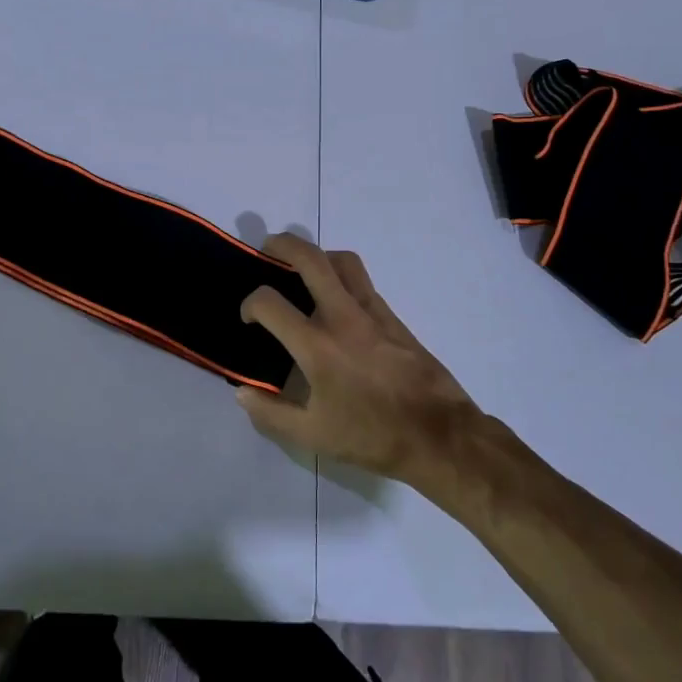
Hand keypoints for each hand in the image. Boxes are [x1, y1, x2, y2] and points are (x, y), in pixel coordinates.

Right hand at [236, 234, 482, 486]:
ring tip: (303, 269)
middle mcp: (343, 317)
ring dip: (317, 255)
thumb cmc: (372, 436)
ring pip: (343, 261)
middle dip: (283, 245)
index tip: (249, 318)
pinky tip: (335, 300)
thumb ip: (270, 413)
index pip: (270, 302)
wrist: (439, 435)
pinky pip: (362, 281)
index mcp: (317, 346)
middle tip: (267, 250)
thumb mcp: (312, 436)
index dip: (250, 303)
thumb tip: (242, 392)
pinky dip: (341, 277)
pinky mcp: (393, 317)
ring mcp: (372, 312)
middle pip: (311, 259)